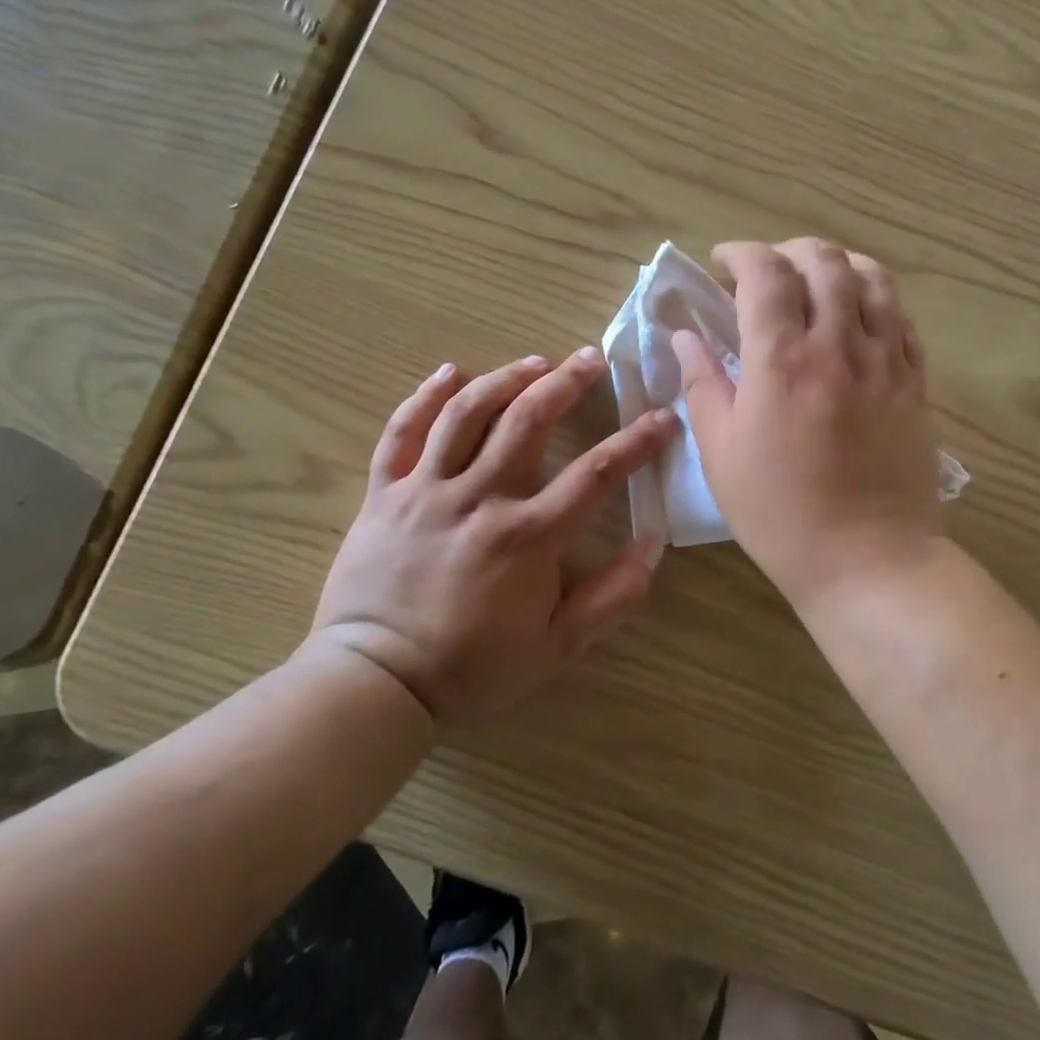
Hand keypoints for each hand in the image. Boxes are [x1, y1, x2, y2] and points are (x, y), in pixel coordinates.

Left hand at [308, 349, 678, 724]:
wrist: (376, 682)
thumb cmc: (472, 666)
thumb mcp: (557, 645)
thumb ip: (611, 597)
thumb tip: (653, 545)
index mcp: (526, 536)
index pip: (595, 474)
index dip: (636, 442)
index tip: (662, 417)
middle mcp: (479, 498)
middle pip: (528, 421)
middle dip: (566, 382)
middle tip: (590, 358)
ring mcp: (426, 490)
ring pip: (467, 414)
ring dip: (505, 378)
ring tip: (534, 362)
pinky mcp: (384, 493)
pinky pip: (401, 433)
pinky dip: (424, 397)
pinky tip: (449, 373)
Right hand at [674, 239, 943, 611]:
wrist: (869, 560)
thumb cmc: (780, 514)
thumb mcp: (721, 454)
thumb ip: (703, 385)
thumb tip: (687, 338)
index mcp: (781, 361)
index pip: (765, 273)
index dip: (741, 254)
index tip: (723, 262)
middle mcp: (838, 345)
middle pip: (823, 261)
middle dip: (788, 251)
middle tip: (766, 272)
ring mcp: (885, 361)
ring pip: (872, 278)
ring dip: (839, 264)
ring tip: (817, 280)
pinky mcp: (915, 383)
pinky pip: (902, 318)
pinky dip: (876, 299)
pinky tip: (858, 316)